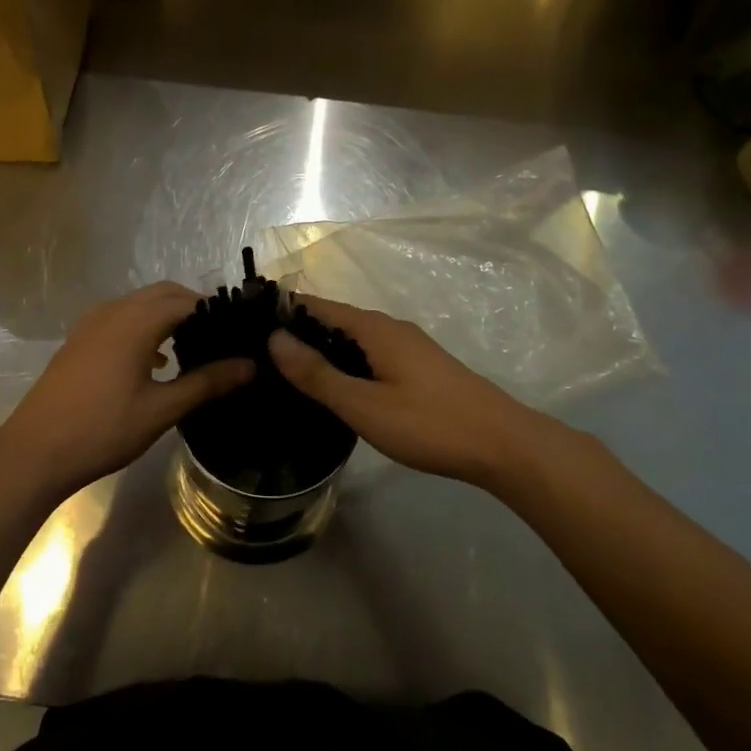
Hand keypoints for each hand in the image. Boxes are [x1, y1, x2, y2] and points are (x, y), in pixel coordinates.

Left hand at [0, 283, 252, 502]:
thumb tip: (249, 366)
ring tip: (194, 346)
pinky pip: (122, 317)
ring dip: (168, 314)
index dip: (216, 310)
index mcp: (136, 321)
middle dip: (194, 307)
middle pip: (164, 293)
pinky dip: (145, 325)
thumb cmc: (103, 429)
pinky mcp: (80, 339)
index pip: (187, 301)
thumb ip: (206, 383)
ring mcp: (92, 323)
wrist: (35, 450)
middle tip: (222, 336)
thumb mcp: (161, 409)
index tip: (240, 330)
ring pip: (140, 303)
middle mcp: (114, 311)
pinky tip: (157, 359)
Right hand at [268, 295, 549, 487]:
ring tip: (286, 377)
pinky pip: (370, 356)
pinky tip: (335, 391)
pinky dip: (346, 365)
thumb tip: (274, 338)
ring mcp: (408, 348)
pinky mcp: (419, 369)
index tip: (246, 328)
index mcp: (374, 328)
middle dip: (298, 334)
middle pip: (333, 321)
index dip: (282, 312)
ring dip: (322, 352)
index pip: (316, 306)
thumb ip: (318, 373)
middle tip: (258, 360)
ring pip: (353, 341)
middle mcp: (389, 328)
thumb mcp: (364, 404)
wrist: (504, 445)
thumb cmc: (429, 423)